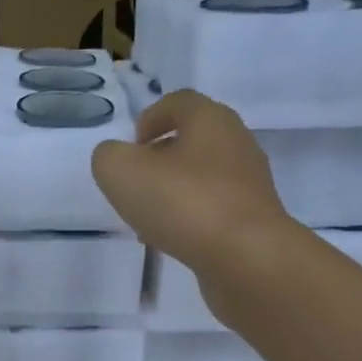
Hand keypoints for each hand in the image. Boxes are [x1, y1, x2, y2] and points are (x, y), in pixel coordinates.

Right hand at [91, 90, 290, 269]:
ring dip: (172, 193)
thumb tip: (116, 158)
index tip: (131, 146)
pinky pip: (213, 210)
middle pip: (192, 140)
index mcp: (211, 120)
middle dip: (159, 159)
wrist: (246, 258)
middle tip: (134, 184)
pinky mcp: (253, 220)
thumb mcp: (122, 172)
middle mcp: (237, 144)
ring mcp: (249, 184)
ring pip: (201, 178)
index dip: (150, 118)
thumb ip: (109, 157)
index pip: (179, 102)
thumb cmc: (184, 203)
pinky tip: (171, 241)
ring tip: (147, 220)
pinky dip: (189, 219)